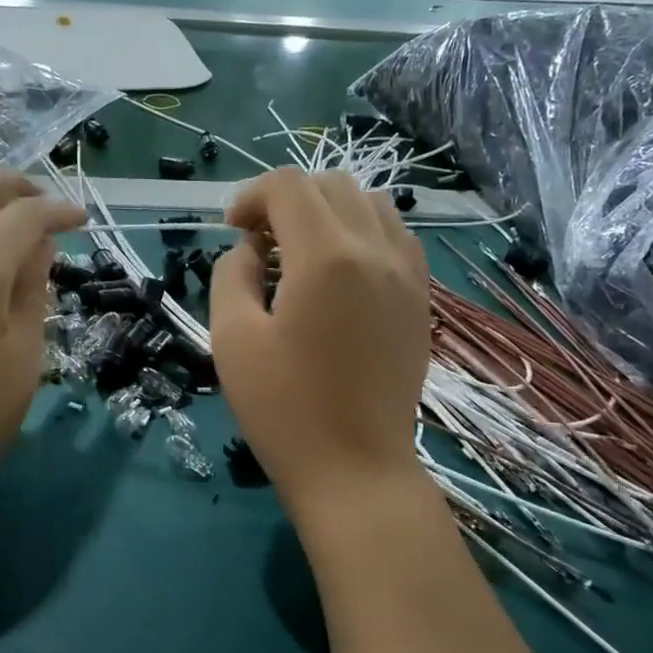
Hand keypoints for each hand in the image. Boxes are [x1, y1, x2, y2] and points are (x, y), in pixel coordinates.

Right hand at [209, 170, 429, 511]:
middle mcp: (376, 250)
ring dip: (329, 210)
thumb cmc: (284, 409)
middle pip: (332, 184)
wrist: (355, 468)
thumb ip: (232, 275)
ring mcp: (408, 273)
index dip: (250, 196)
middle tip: (260, 242)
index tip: (231, 232)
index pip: (289, 186)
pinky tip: (341, 272)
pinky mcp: (421, 298)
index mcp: (326, 257)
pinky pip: (397, 236)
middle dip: (288, 199)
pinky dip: (364, 232)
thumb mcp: (232, 339)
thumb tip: (250, 250)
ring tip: (301, 252)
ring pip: (372, 203)